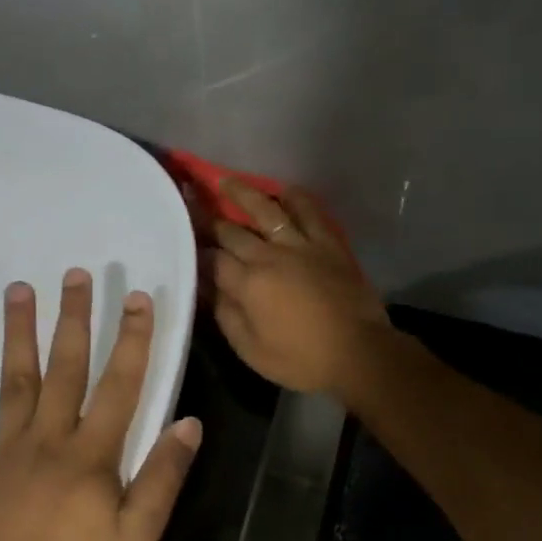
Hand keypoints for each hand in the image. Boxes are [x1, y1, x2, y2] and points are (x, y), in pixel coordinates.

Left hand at [0, 270, 201, 540]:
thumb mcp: (136, 538)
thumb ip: (162, 478)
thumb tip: (189, 424)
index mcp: (90, 455)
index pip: (119, 385)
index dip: (133, 339)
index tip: (138, 298)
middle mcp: (47, 439)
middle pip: (64, 368)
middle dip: (74, 319)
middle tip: (76, 273)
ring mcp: (4, 451)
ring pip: (13, 381)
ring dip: (17, 334)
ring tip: (19, 291)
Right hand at [210, 181, 389, 395]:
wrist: (358, 352)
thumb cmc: (301, 360)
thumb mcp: (251, 350)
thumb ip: (226, 316)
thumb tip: (208, 290)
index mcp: (247, 284)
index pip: (212, 260)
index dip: (196, 251)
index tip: (183, 242)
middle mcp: (269, 256)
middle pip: (233, 231)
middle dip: (209, 218)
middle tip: (192, 201)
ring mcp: (301, 245)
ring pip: (267, 210)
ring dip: (244, 193)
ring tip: (227, 180)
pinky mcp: (328, 244)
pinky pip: (309, 212)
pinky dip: (294, 198)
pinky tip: (283, 190)